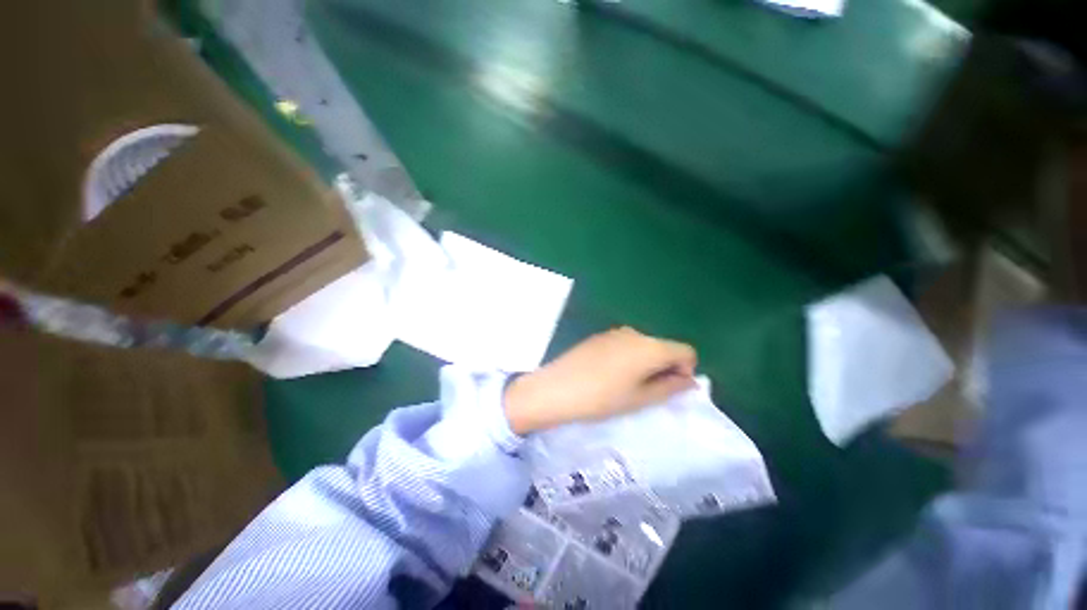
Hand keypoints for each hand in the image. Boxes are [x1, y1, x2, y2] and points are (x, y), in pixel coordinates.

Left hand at [504, 327, 696, 434]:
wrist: (556, 388)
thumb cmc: (601, 398)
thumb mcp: (640, 398)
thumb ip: (670, 387)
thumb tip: (689, 380)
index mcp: (650, 346)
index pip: (686, 351)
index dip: (685, 371)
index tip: (669, 389)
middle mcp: (635, 332)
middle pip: (663, 346)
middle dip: (664, 367)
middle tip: (647, 391)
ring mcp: (614, 332)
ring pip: (644, 345)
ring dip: (645, 363)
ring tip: (626, 385)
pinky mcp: (599, 336)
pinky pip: (625, 344)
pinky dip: (628, 357)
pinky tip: (609, 374)